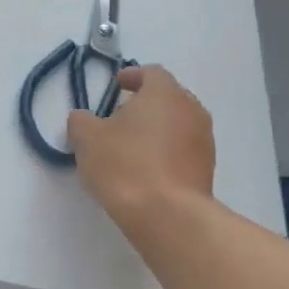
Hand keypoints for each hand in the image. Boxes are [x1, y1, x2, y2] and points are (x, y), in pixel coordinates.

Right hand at [67, 65, 217, 224]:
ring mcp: (204, 141)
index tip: (116, 87)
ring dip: (157, 129)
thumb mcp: (87, 139)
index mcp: (164, 93)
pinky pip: (184, 150)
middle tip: (120, 116)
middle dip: (145, 103)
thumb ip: (81, 121)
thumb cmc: (126, 165)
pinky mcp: (207, 170)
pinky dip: (166, 152)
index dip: (132, 76)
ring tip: (131, 146)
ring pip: (178, 124)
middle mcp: (191, 110)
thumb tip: (84, 119)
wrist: (168, 216)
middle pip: (168, 97)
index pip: (151, 72)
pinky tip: (146, 170)